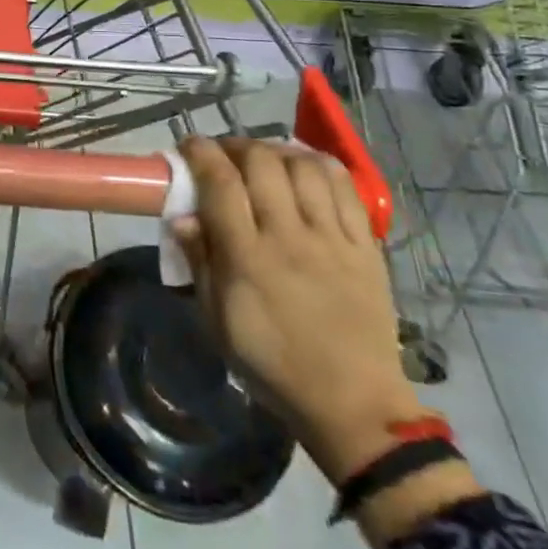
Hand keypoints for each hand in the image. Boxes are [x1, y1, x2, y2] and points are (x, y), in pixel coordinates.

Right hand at [172, 137, 425, 484]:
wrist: (352, 403)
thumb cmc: (271, 364)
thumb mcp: (216, 321)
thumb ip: (199, 262)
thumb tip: (181, 217)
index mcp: (248, 258)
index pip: (221, 184)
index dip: (201, 153)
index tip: (189, 146)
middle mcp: (289, 237)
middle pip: (262, 163)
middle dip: (236, 146)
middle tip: (225, 155)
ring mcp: (332, 239)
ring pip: (304, 167)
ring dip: (277, 151)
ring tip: (265, 159)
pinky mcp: (366, 246)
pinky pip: (346, 188)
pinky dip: (321, 165)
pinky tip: (305, 166)